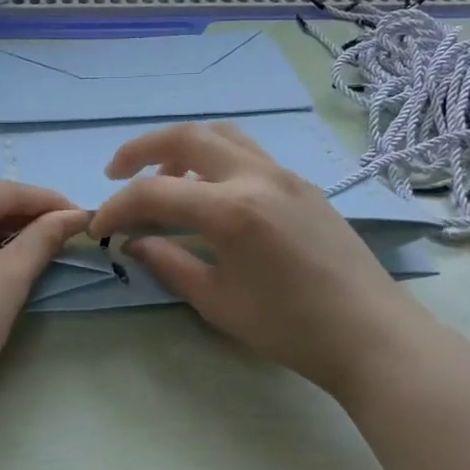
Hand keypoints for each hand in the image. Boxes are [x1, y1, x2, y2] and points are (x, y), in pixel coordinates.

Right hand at [88, 123, 435, 403]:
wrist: (370, 334)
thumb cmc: (290, 327)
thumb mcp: (217, 302)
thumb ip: (169, 263)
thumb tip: (134, 242)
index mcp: (233, 210)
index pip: (156, 191)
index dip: (118, 206)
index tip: (99, 225)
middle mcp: (258, 176)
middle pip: (188, 136)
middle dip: (142, 149)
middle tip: (116, 173)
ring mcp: (285, 175)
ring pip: (223, 135)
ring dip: (183, 147)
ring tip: (164, 178)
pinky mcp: (303, 185)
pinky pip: (249, 154)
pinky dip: (215, 159)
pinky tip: (210, 193)